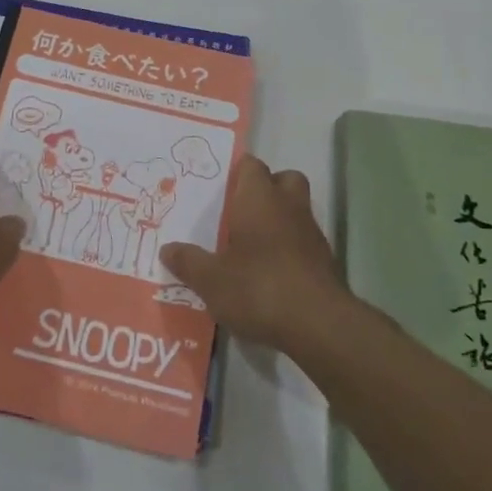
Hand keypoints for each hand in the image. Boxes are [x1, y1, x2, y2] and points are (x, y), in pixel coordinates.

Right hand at [159, 154, 348, 351]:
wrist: (318, 324)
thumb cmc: (258, 287)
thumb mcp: (210, 279)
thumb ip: (188, 262)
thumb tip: (167, 249)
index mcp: (259, 199)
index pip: (251, 166)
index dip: (236, 173)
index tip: (218, 191)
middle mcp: (288, 206)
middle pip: (283, 180)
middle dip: (266, 190)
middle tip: (240, 212)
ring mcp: (311, 233)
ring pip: (296, 210)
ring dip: (278, 221)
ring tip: (251, 247)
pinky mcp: (325, 261)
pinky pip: (303, 241)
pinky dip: (289, 249)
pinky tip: (270, 274)